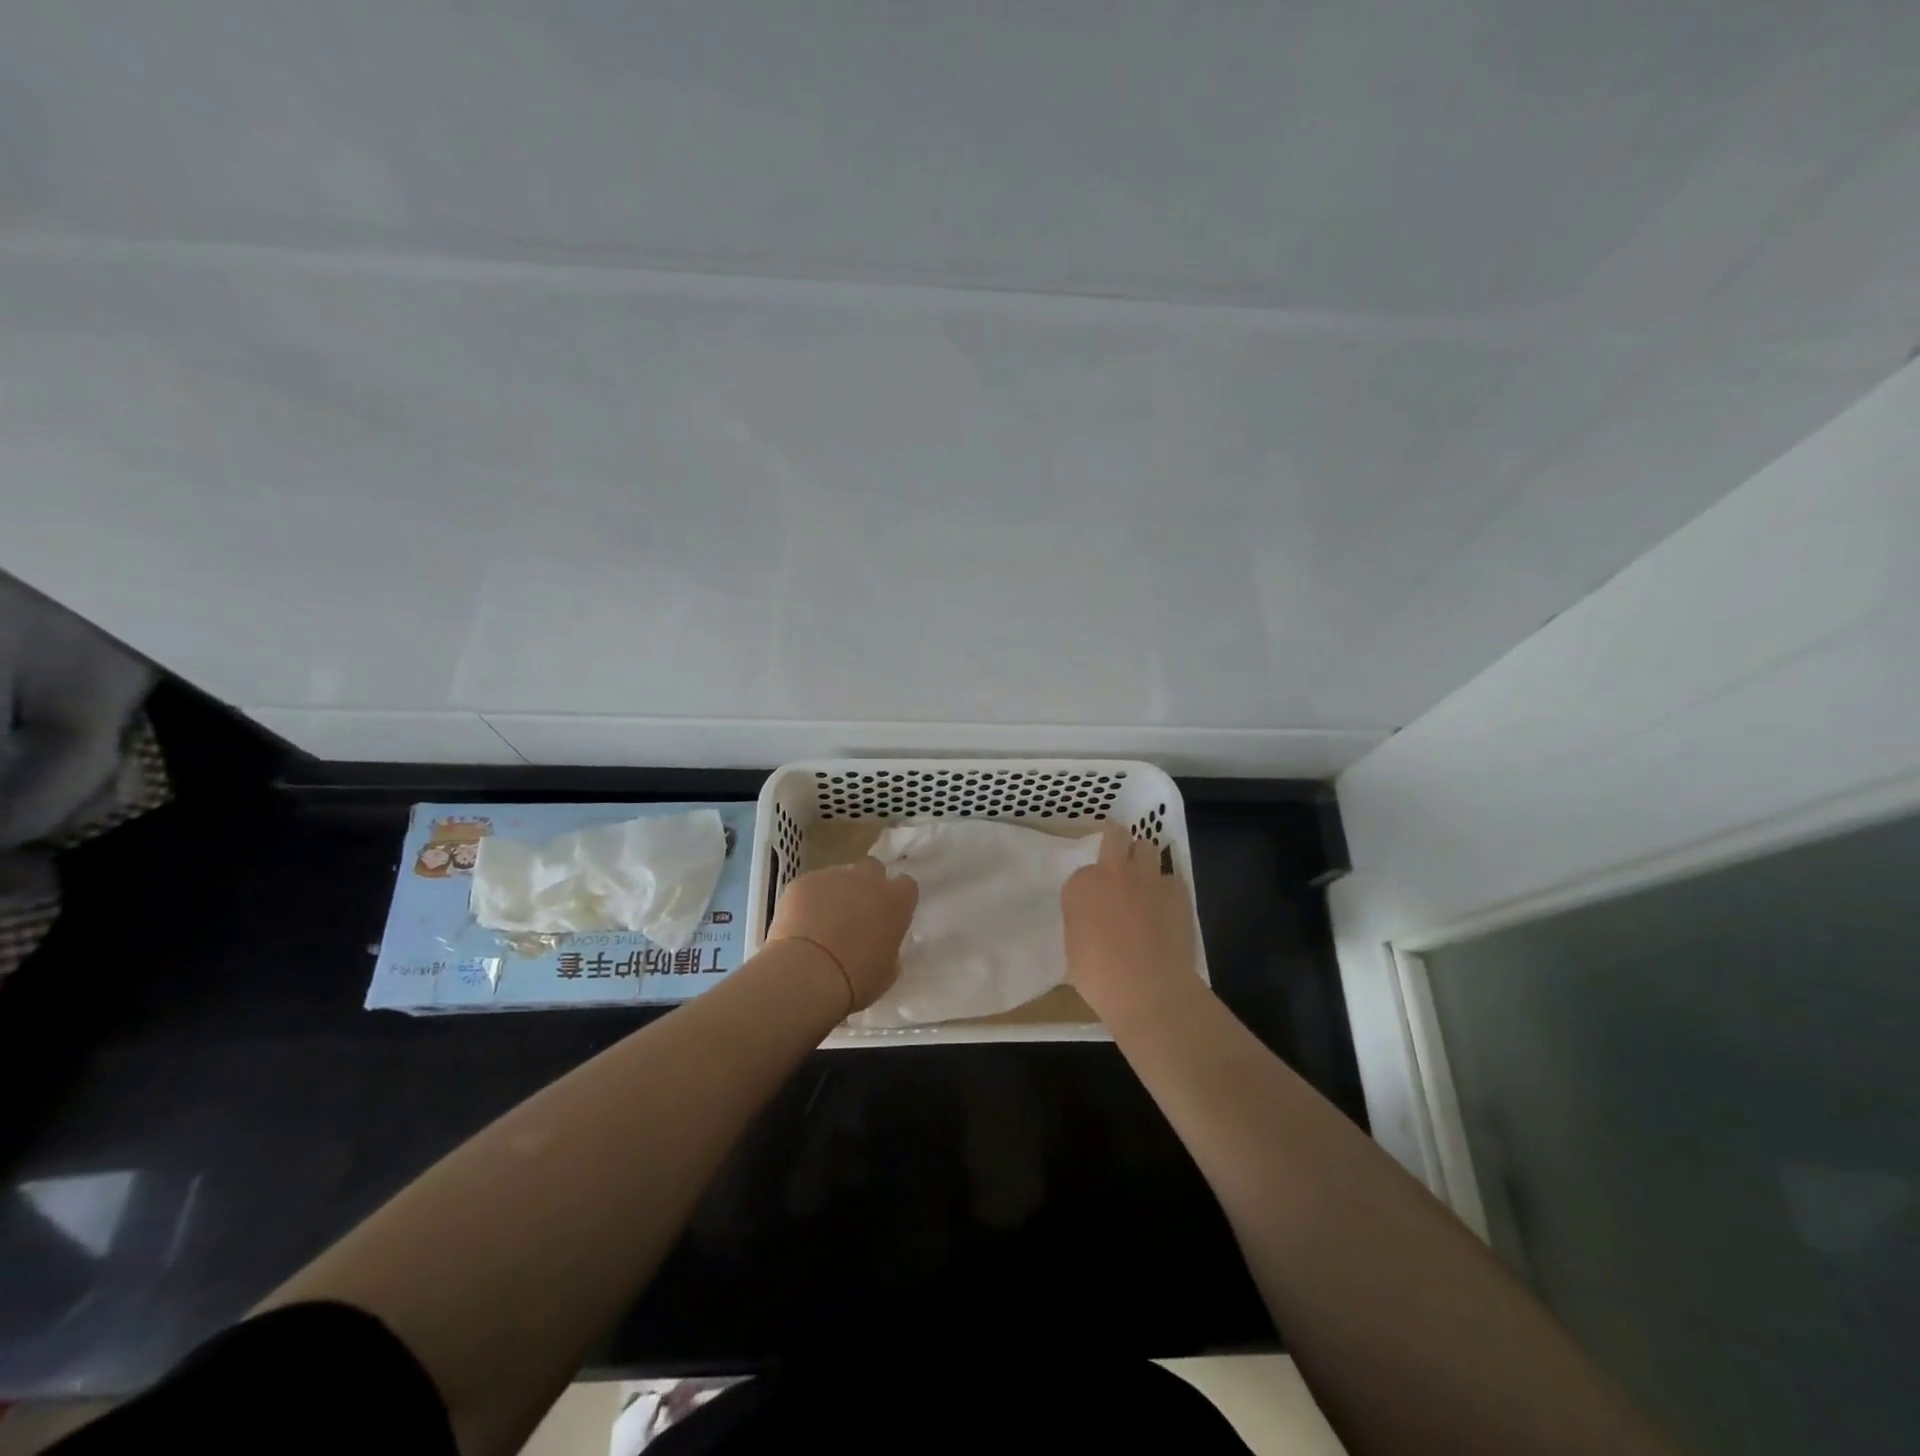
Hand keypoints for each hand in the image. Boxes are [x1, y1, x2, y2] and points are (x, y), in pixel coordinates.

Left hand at [767, 859, 918, 1014]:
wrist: (808, 974)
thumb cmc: (856, 979)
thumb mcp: (887, 972)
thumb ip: (889, 949)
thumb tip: (882, 946)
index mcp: (896, 901)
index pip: (906, 885)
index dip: (897, 899)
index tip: (888, 915)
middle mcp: (867, 880)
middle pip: (872, 869)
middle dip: (866, 885)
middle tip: (856, 912)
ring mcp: (832, 877)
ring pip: (838, 877)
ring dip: (835, 893)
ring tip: (821, 923)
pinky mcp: (802, 882)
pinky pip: (809, 887)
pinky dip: (807, 901)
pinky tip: (799, 926)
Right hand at [1062, 824, 1198, 1021]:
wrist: (1149, 988)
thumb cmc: (1100, 977)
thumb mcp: (1074, 950)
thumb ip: (1082, 924)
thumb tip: (1093, 924)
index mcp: (1080, 886)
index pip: (1081, 874)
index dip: (1088, 887)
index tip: (1091, 904)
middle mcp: (1113, 872)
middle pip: (1116, 835)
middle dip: (1116, 841)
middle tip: (1117, 857)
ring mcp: (1148, 878)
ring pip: (1147, 847)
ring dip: (1143, 858)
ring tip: (1143, 880)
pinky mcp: (1178, 891)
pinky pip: (1171, 879)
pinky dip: (1167, 889)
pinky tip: (1167, 907)